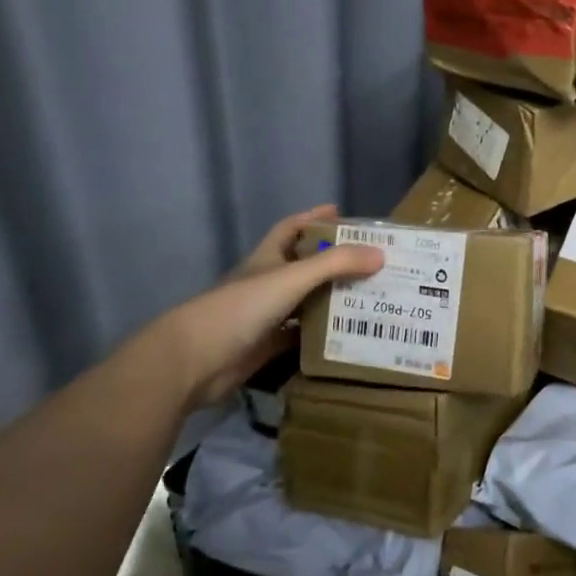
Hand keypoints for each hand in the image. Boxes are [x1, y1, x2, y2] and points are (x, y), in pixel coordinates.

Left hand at [156, 205, 383, 409]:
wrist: (195, 361)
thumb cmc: (240, 308)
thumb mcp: (291, 278)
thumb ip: (335, 264)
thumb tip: (380, 254)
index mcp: (266, 259)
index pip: (291, 229)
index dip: (314, 218)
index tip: (342, 214)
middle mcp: (267, 283)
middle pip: (304, 265)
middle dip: (334, 260)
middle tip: (372, 261)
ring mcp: (266, 316)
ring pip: (307, 301)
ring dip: (333, 298)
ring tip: (371, 296)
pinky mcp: (268, 346)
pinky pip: (302, 335)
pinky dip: (323, 333)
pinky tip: (349, 334)